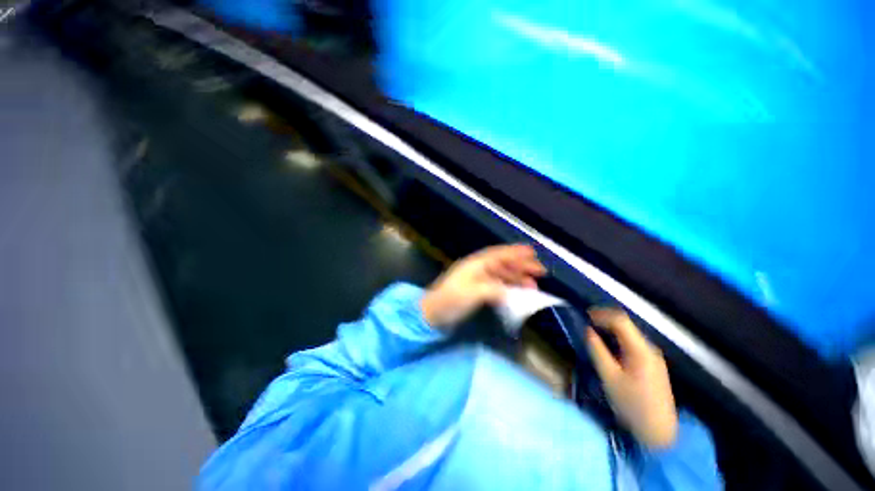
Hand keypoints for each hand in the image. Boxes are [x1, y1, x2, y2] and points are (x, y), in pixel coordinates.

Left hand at [421, 244, 545, 328]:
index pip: (499, 254)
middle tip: (540, 271)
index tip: (533, 252)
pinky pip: (497, 284)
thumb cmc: (451, 300)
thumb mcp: (473, 293)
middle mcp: (478, 268)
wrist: (432, 312)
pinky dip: (508, 286)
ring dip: (517, 277)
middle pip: (503, 263)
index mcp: (476, 264)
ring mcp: (476, 278)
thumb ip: (494, 290)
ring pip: (501, 274)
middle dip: (521, 265)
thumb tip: (509, 292)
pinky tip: (517, 291)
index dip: (516, 252)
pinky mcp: (476, 289)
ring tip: (533, 284)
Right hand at [586, 308, 678, 448]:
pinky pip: (633, 344)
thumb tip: (588, 330)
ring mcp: (653, 356)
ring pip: (629, 334)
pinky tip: (609, 348)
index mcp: (640, 350)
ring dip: (611, 330)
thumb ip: (597, 350)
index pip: (621, 321)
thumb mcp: (609, 377)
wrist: (659, 432)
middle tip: (586, 324)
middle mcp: (650, 348)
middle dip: (605, 321)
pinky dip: (618, 340)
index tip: (585, 315)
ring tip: (594, 334)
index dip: (602, 314)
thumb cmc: (632, 404)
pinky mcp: (653, 364)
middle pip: (626, 325)